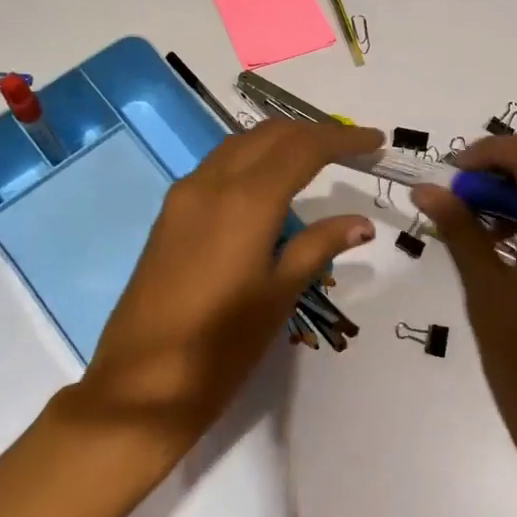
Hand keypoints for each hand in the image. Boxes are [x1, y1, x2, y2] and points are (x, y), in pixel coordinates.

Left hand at [73, 119, 381, 454]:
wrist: (140, 384)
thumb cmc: (221, 347)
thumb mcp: (278, 295)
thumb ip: (318, 247)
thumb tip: (361, 223)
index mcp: (247, 200)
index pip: (303, 148)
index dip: (342, 138)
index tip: (376, 140)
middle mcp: (212, 182)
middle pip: (270, 135)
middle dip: (313, 132)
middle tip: (351, 147)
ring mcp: (185, 194)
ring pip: (240, 144)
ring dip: (280, 141)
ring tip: (316, 158)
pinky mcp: (170, 213)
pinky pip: (218, 166)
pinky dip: (251, 159)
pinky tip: (268, 184)